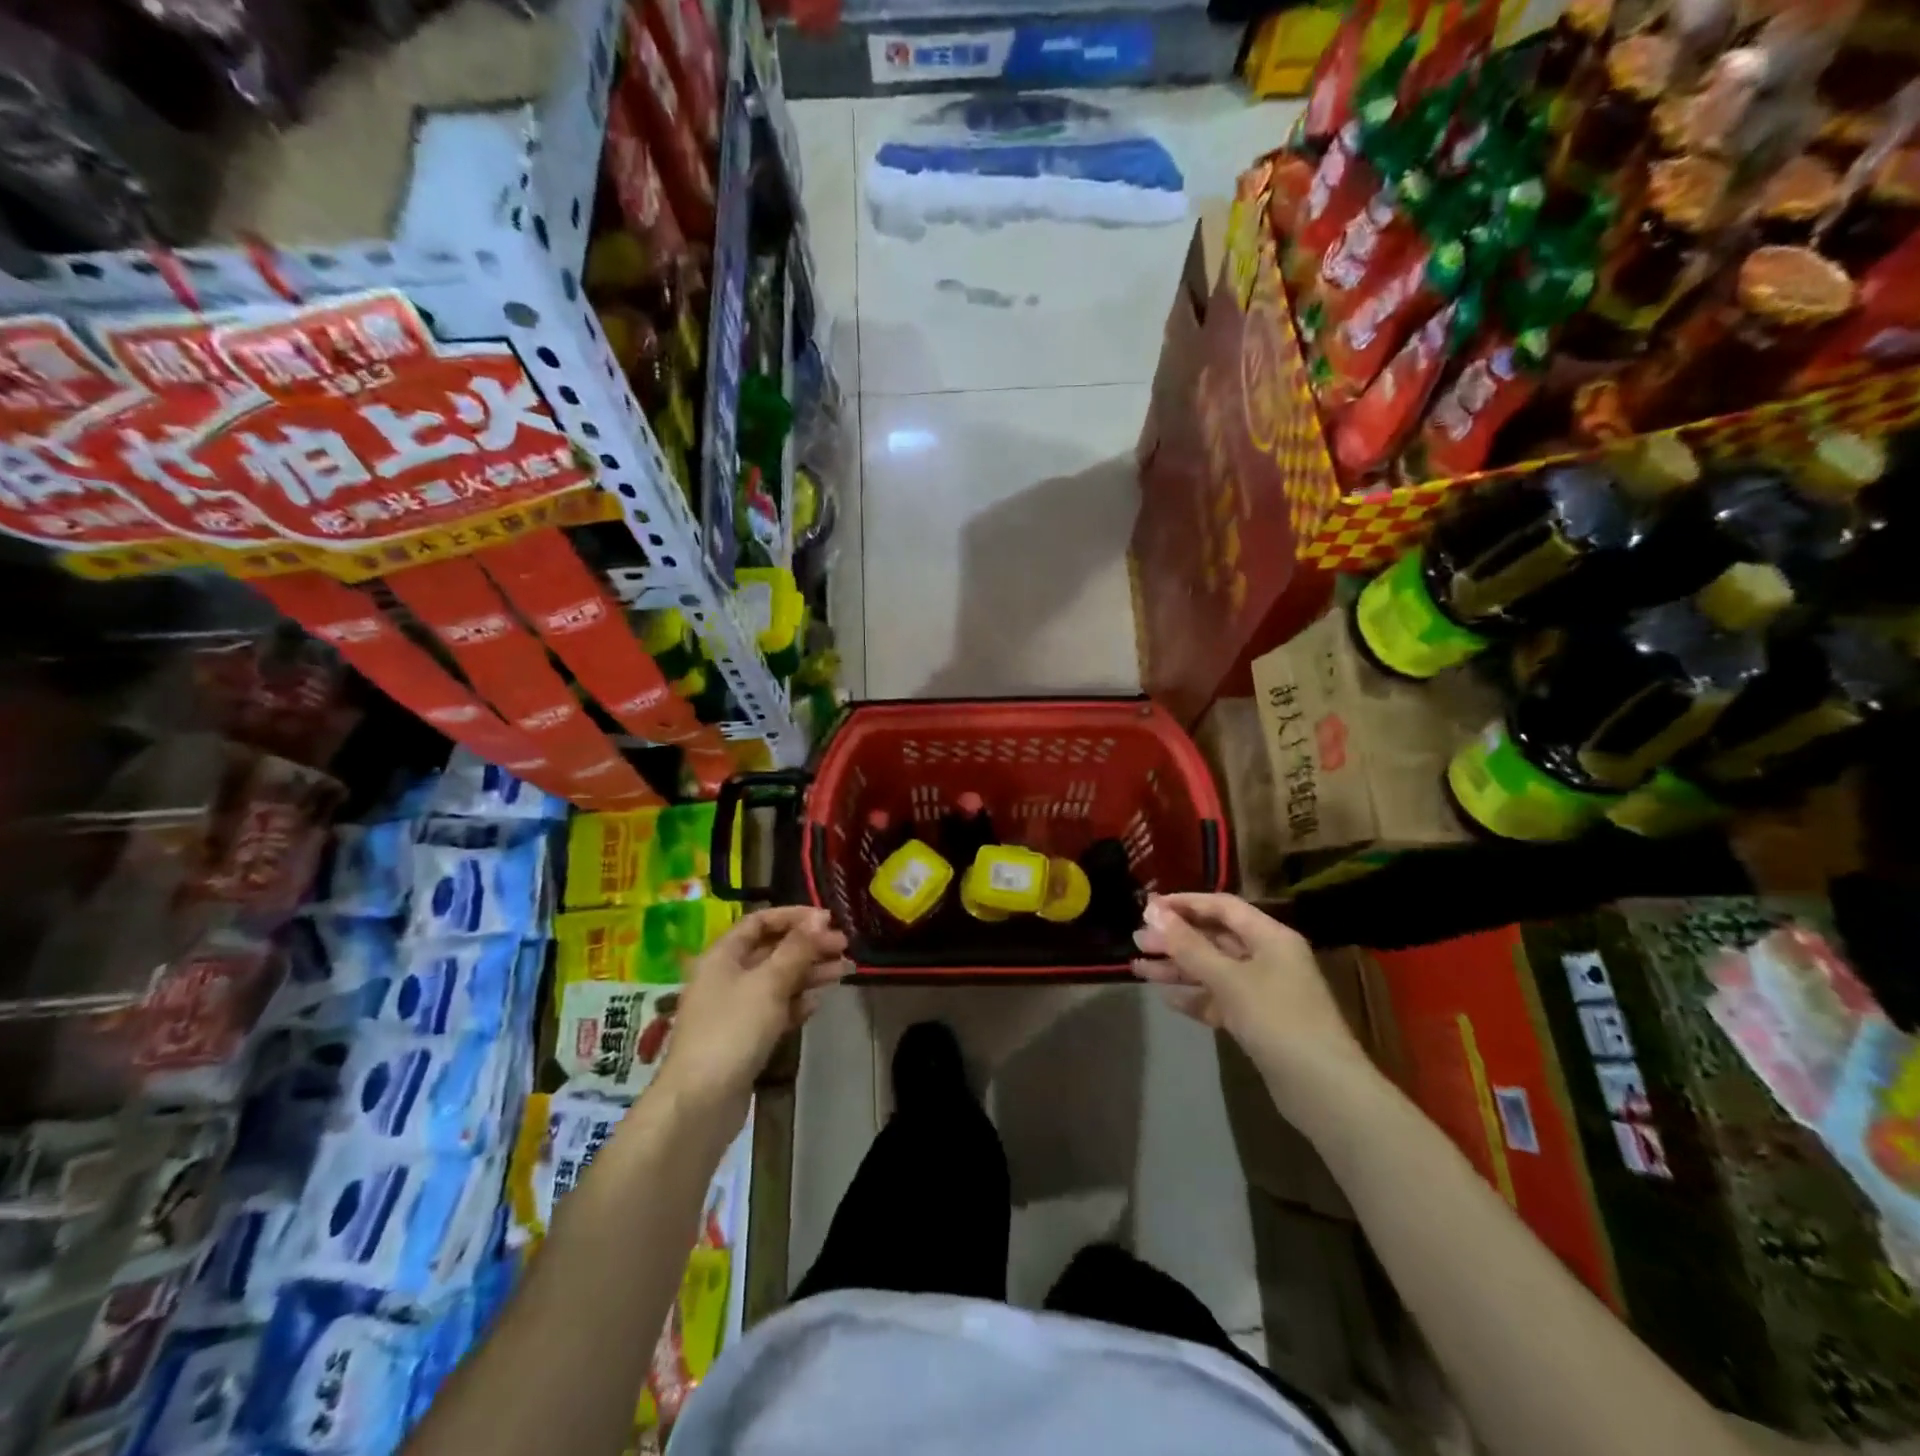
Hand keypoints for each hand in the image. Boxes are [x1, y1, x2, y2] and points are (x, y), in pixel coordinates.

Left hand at [656, 906, 848, 1122]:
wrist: (700, 1103)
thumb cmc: (733, 1030)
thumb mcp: (769, 982)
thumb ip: (797, 949)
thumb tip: (819, 918)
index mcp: (723, 955)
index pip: (760, 922)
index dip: (794, 917)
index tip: (828, 920)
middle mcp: (726, 977)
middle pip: (772, 951)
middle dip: (808, 946)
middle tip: (844, 947)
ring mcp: (733, 1010)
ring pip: (776, 981)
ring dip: (809, 973)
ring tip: (844, 972)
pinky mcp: (743, 1038)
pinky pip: (774, 1010)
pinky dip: (795, 1004)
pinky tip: (816, 1005)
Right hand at [1132, 892, 1367, 1086]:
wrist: (1323, 1090)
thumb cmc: (1277, 1020)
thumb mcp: (1229, 978)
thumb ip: (1189, 946)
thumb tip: (1153, 912)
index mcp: (1270, 937)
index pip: (1222, 906)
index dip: (1185, 903)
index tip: (1148, 907)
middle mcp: (1268, 957)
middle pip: (1215, 938)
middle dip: (1176, 938)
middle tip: (1137, 940)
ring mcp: (1264, 990)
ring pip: (1213, 969)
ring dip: (1178, 967)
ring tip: (1138, 968)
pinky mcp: (1258, 1021)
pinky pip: (1219, 998)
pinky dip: (1194, 996)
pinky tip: (1166, 998)